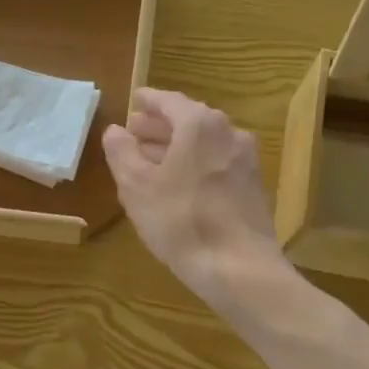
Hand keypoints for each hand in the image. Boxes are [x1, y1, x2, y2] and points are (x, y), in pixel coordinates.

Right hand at [101, 88, 290, 310]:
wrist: (239, 267)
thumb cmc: (180, 220)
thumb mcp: (137, 186)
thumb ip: (122, 152)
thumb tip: (115, 131)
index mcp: (199, 124)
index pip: (169, 101)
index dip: (148, 100)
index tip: (134, 100)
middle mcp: (228, 133)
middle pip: (189, 121)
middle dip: (160, 126)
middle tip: (136, 131)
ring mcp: (245, 160)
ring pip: (204, 144)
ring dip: (176, 147)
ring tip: (151, 159)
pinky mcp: (252, 187)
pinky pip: (216, 163)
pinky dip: (194, 164)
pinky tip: (178, 184)